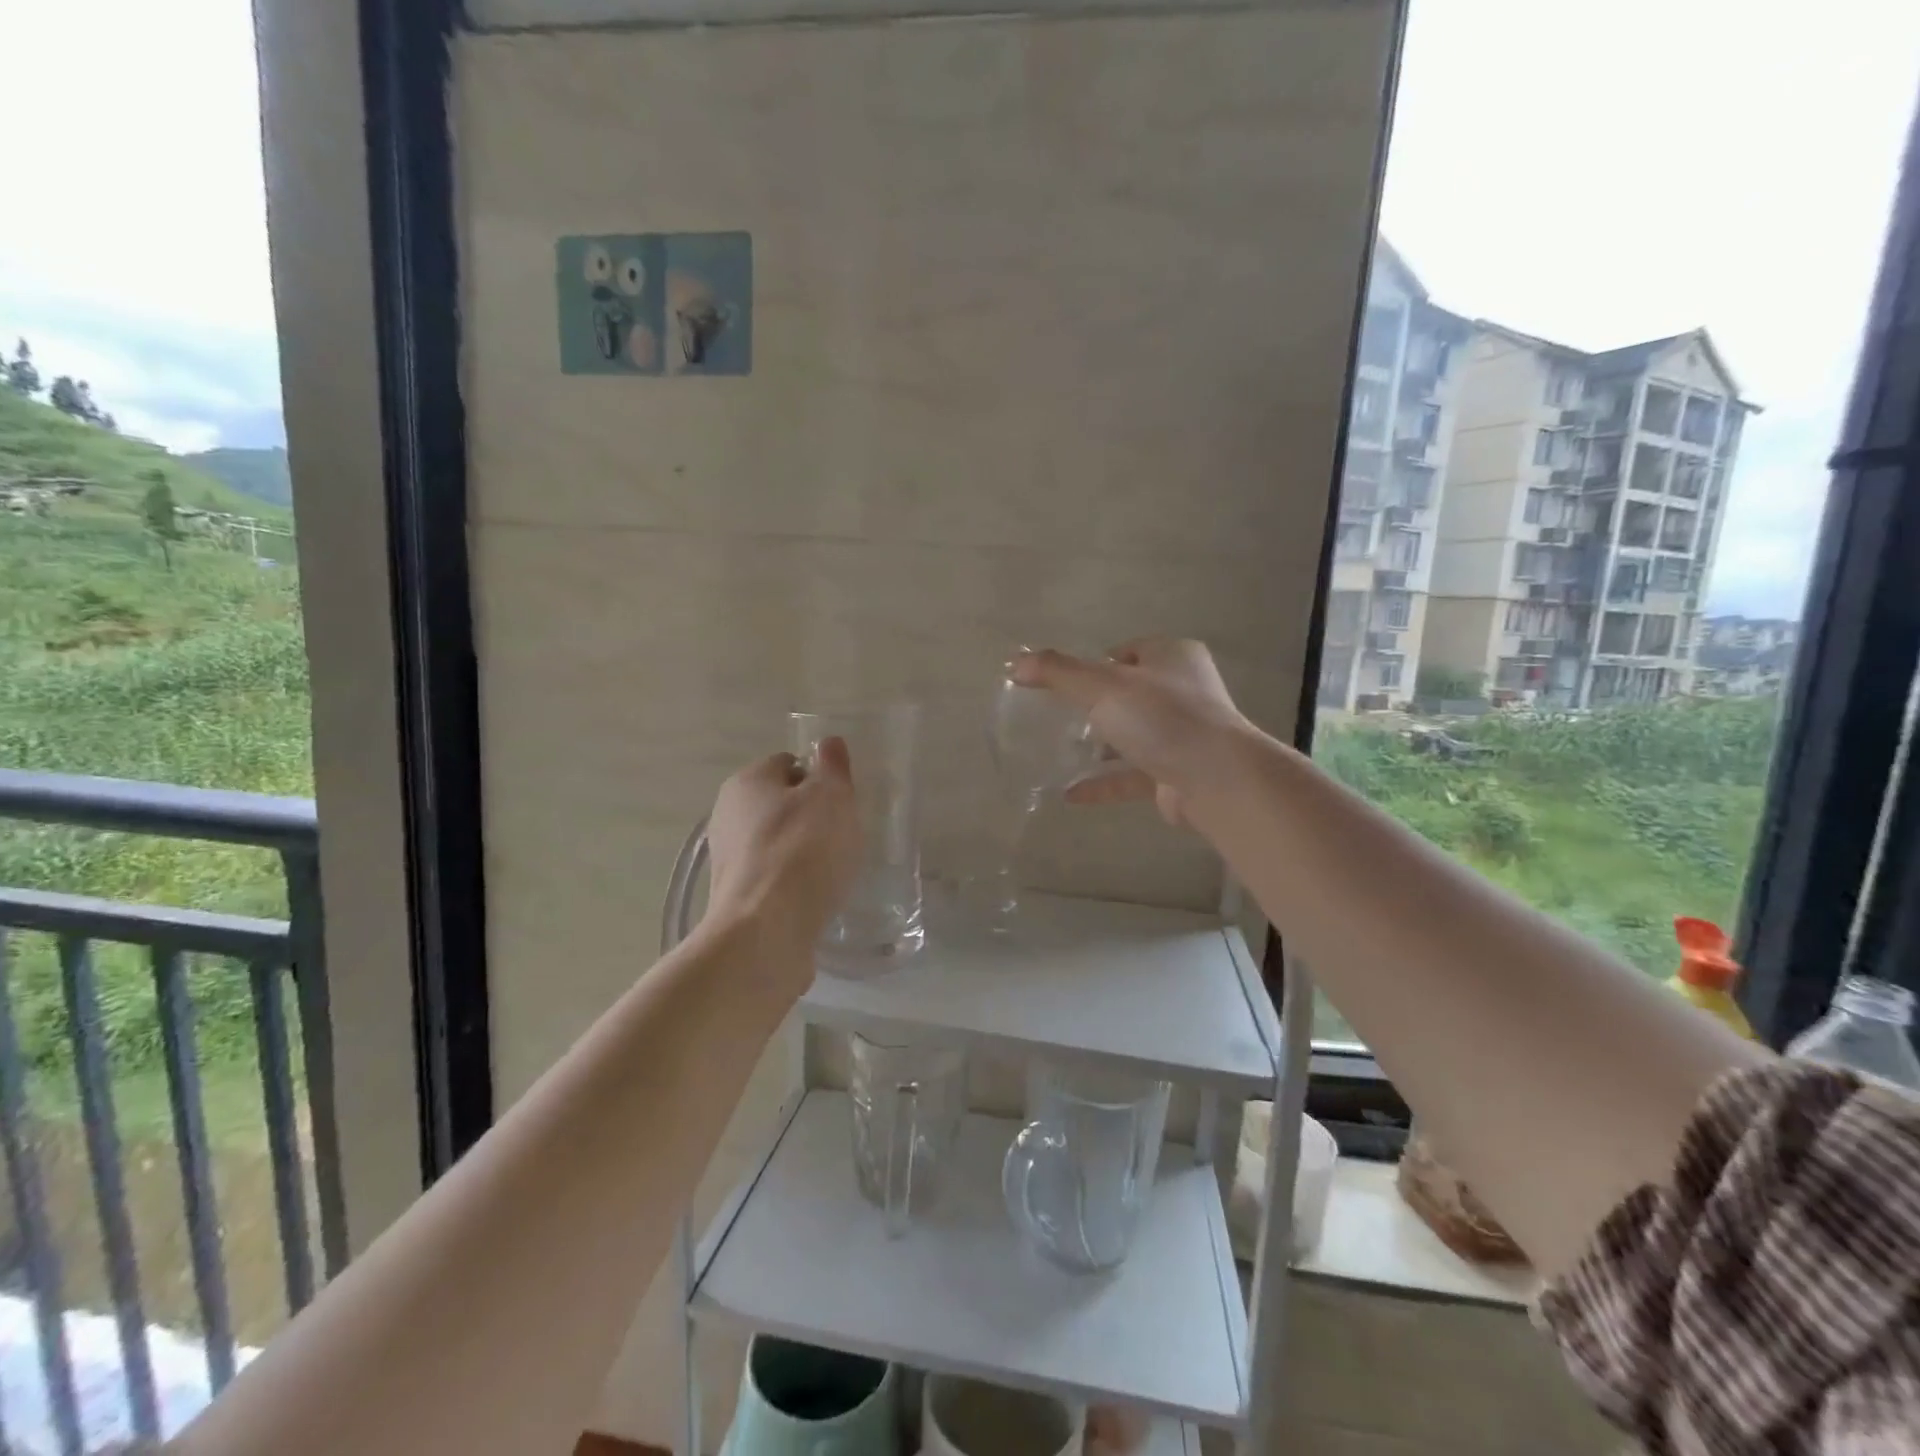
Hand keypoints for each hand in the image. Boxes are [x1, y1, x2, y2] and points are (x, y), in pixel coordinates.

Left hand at [706, 742, 862, 965]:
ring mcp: (727, 858)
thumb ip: (832, 767)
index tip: (842, 803)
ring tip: (831, 872)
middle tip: (842, 837)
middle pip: (782, 804)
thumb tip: (828, 742)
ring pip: (778, 843)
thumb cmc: (803, 851)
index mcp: (747, 781)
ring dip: (804, 853)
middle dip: (812, 817)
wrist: (765, 931)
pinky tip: (814, 898)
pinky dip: (793, 883)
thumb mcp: (832, 797)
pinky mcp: (735, 896)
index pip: (789, 764)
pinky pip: (773, 877)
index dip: (820, 779)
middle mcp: (727, 814)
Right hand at [1012, 637, 1257, 824]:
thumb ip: (1058, 672)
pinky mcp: (1176, 773)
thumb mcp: (1103, 686)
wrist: (1217, 779)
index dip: (1095, 663)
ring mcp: (1182, 735)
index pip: (1128, 652)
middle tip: (1057, 717)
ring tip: (1059, 752)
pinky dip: (1103, 782)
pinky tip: (1070, 794)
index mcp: (1172, 657)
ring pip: (1132, 735)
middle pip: (1129, 694)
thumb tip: (1015, 662)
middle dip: (1094, 706)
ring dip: (1099, 745)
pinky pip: (1132, 775)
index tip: (1064, 682)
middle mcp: (1182, 691)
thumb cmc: (1162, 718)